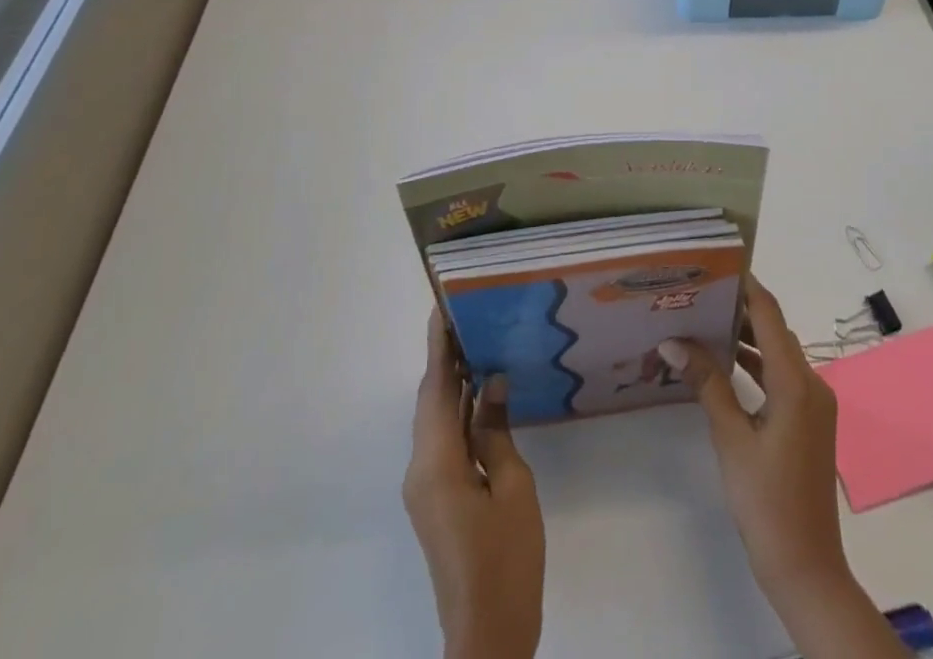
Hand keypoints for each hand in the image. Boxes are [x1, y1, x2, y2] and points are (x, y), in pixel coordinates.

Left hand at [403, 309, 544, 658]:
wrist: (487, 635)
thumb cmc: (506, 558)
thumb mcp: (512, 487)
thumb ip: (497, 432)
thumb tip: (492, 383)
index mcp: (436, 463)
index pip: (435, 388)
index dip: (439, 346)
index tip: (443, 306)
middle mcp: (421, 469)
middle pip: (430, 401)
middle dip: (446, 358)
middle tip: (469, 316)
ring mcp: (424, 487)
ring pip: (435, 420)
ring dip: (451, 384)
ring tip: (477, 343)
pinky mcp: (435, 499)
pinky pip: (441, 441)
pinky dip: (456, 412)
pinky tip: (480, 396)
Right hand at [659, 276, 908, 658]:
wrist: (806, 569)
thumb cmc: (766, 501)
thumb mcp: (730, 438)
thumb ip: (707, 383)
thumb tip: (675, 341)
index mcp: (796, 381)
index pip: (770, 315)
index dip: (747, 286)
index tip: (718, 264)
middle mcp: (811, 384)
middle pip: (775, 331)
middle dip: (741, 309)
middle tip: (702, 292)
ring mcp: (813, 404)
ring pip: (778, 355)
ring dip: (747, 339)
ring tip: (706, 321)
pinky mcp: (808, 422)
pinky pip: (781, 378)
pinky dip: (756, 366)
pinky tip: (726, 366)